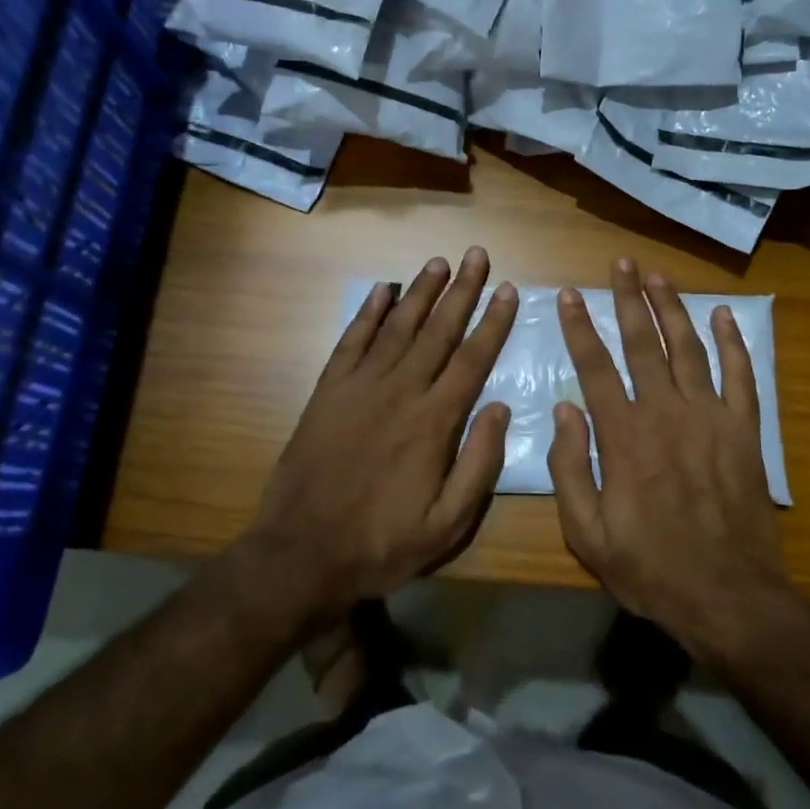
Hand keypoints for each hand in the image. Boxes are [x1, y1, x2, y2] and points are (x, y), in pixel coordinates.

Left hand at [242, 247, 517, 626]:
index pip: (473, 359)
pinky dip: (368, 313)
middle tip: (477, 254)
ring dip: (421, 292)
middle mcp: (401, 391)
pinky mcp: (328, 391)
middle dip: (462, 290)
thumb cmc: (382, 543)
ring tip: (440, 262)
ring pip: (398, 326)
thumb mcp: (447, 524)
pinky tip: (382, 290)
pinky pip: (352, 341)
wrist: (301, 554)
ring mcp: (360, 386)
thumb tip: (501, 408)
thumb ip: (479, 464)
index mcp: (434, 421)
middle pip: (439, 330)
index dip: (493, 321)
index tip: (508, 289)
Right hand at [547, 260, 795, 662]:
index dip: (581, 327)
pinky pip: (741, 376)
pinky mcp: (743, 430)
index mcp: (624, 435)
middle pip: (643, 343)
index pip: (596, 366)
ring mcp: (710, 417)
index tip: (571, 294)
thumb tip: (566, 408)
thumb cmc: (650, 568)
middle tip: (621, 264)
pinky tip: (723, 316)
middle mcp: (665, 412)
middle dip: (629, 299)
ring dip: (673, 309)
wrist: (728, 597)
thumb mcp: (587, 533)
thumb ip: (571, 467)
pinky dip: (733, 344)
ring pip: (688, 348)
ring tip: (659, 276)